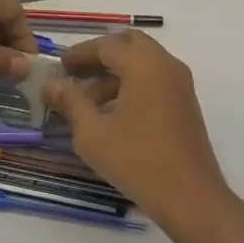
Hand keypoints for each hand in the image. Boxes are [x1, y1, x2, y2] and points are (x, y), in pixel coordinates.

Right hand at [45, 31, 232, 232]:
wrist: (191, 198)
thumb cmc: (138, 161)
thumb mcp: (93, 134)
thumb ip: (71, 102)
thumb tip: (52, 85)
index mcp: (144, 65)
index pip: (106, 45)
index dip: (80, 53)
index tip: (59, 66)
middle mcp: (166, 65)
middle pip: (129, 44)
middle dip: (100, 55)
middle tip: (76, 74)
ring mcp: (180, 84)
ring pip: (143, 61)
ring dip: (115, 72)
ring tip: (89, 101)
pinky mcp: (185, 103)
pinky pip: (155, 78)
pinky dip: (132, 83)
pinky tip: (113, 112)